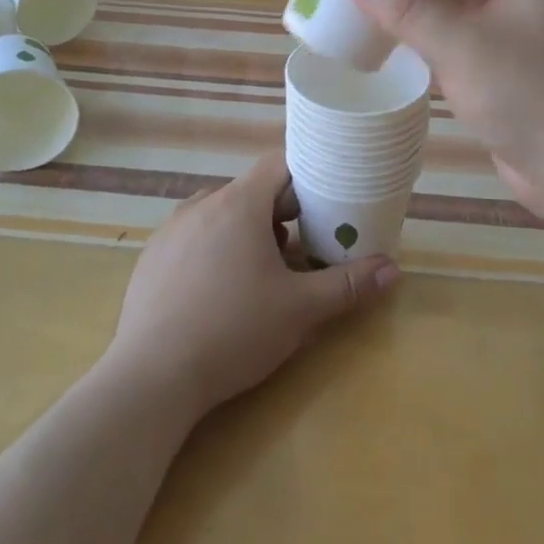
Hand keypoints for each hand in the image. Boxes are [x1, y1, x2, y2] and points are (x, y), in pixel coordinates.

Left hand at [106, 153, 398, 419]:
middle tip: (300, 251)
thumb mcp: (300, 310)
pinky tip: (217, 294)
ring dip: (246, 233)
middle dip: (280, 215)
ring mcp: (170, 231)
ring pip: (220, 215)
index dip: (306, 178)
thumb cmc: (233, 331)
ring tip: (260, 276)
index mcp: (238, 204)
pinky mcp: (151, 258)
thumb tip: (392, 269)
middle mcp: (201, 205)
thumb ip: (348, 285)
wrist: (151, 378)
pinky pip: (192, 238)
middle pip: (251, 192)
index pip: (279, 165)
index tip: (325, 202)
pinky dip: (213, 251)